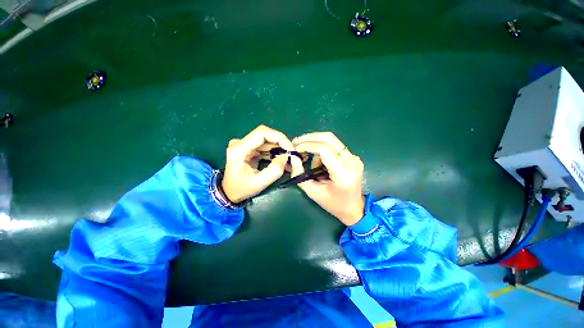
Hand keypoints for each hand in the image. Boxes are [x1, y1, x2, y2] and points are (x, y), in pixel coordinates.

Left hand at [222, 125, 293, 202]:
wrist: (228, 192)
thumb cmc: (241, 189)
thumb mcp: (258, 183)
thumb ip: (274, 171)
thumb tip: (286, 157)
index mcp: (239, 149)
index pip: (262, 133)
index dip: (279, 138)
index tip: (290, 149)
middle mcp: (241, 143)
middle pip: (266, 134)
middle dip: (281, 143)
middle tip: (291, 154)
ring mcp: (245, 145)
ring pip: (267, 140)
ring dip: (279, 148)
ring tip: (289, 158)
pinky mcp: (249, 148)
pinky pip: (265, 146)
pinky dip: (275, 151)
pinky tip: (282, 159)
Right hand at [290, 132, 364, 225]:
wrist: (355, 208)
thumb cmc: (333, 204)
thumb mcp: (313, 193)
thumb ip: (300, 175)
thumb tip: (293, 158)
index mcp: (343, 173)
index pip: (324, 149)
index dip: (307, 145)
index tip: (295, 148)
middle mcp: (352, 161)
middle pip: (329, 138)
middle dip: (309, 138)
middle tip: (296, 142)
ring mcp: (354, 157)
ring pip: (331, 141)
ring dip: (315, 146)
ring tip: (308, 159)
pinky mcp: (352, 156)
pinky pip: (334, 146)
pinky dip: (322, 150)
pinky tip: (317, 162)